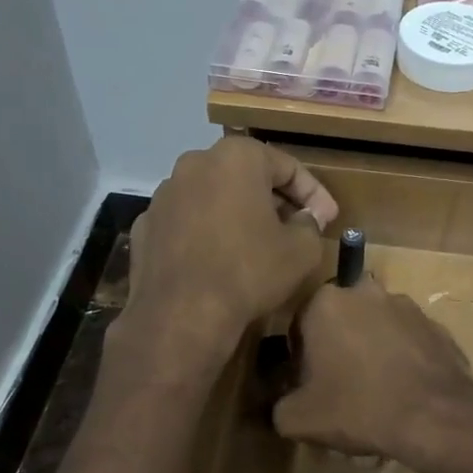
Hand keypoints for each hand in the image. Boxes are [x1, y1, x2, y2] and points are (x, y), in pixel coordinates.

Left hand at [124, 139, 338, 359]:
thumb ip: (310, 225)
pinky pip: (186, 224)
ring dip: (237, 216)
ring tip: (256, 246)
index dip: (314, 194)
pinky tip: (217, 263)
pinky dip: (205, 235)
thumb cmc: (249, 272)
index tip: (329, 219)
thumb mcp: (301, 251)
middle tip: (295, 228)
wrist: (180, 315)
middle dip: (274, 201)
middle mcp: (194, 164)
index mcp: (236, 157)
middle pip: (246, 177)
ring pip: (212, 198)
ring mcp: (163, 196)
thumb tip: (305, 220)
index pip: (288, 166)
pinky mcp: (144, 227)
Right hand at [274, 278, 472, 460]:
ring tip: (376, 394)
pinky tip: (403, 393)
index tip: (309, 387)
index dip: (300, 360)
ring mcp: (406, 306)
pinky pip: (408, 343)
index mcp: (325, 302)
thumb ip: (278, 405)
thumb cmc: (357, 408)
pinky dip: (402, 361)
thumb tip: (282, 403)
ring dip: (371, 351)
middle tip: (340, 390)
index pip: (299, 327)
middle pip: (340, 323)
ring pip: (376, 329)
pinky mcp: (436, 326)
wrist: (434, 417)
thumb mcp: (297, 418)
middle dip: (338, 349)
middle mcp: (365, 292)